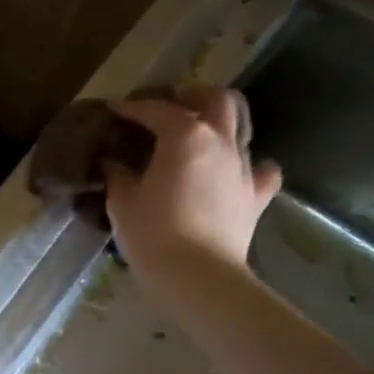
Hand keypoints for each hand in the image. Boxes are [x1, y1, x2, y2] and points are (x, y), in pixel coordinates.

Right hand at [104, 87, 281, 276]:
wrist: (199, 277)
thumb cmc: (153, 234)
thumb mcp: (122, 202)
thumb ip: (118, 175)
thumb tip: (112, 163)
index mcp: (185, 135)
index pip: (156, 109)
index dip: (132, 107)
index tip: (115, 110)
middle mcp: (220, 141)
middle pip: (216, 99)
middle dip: (192, 96)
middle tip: (170, 108)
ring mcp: (244, 167)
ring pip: (241, 126)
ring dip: (219, 123)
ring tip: (197, 136)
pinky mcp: (256, 196)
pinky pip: (261, 169)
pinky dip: (248, 164)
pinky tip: (232, 172)